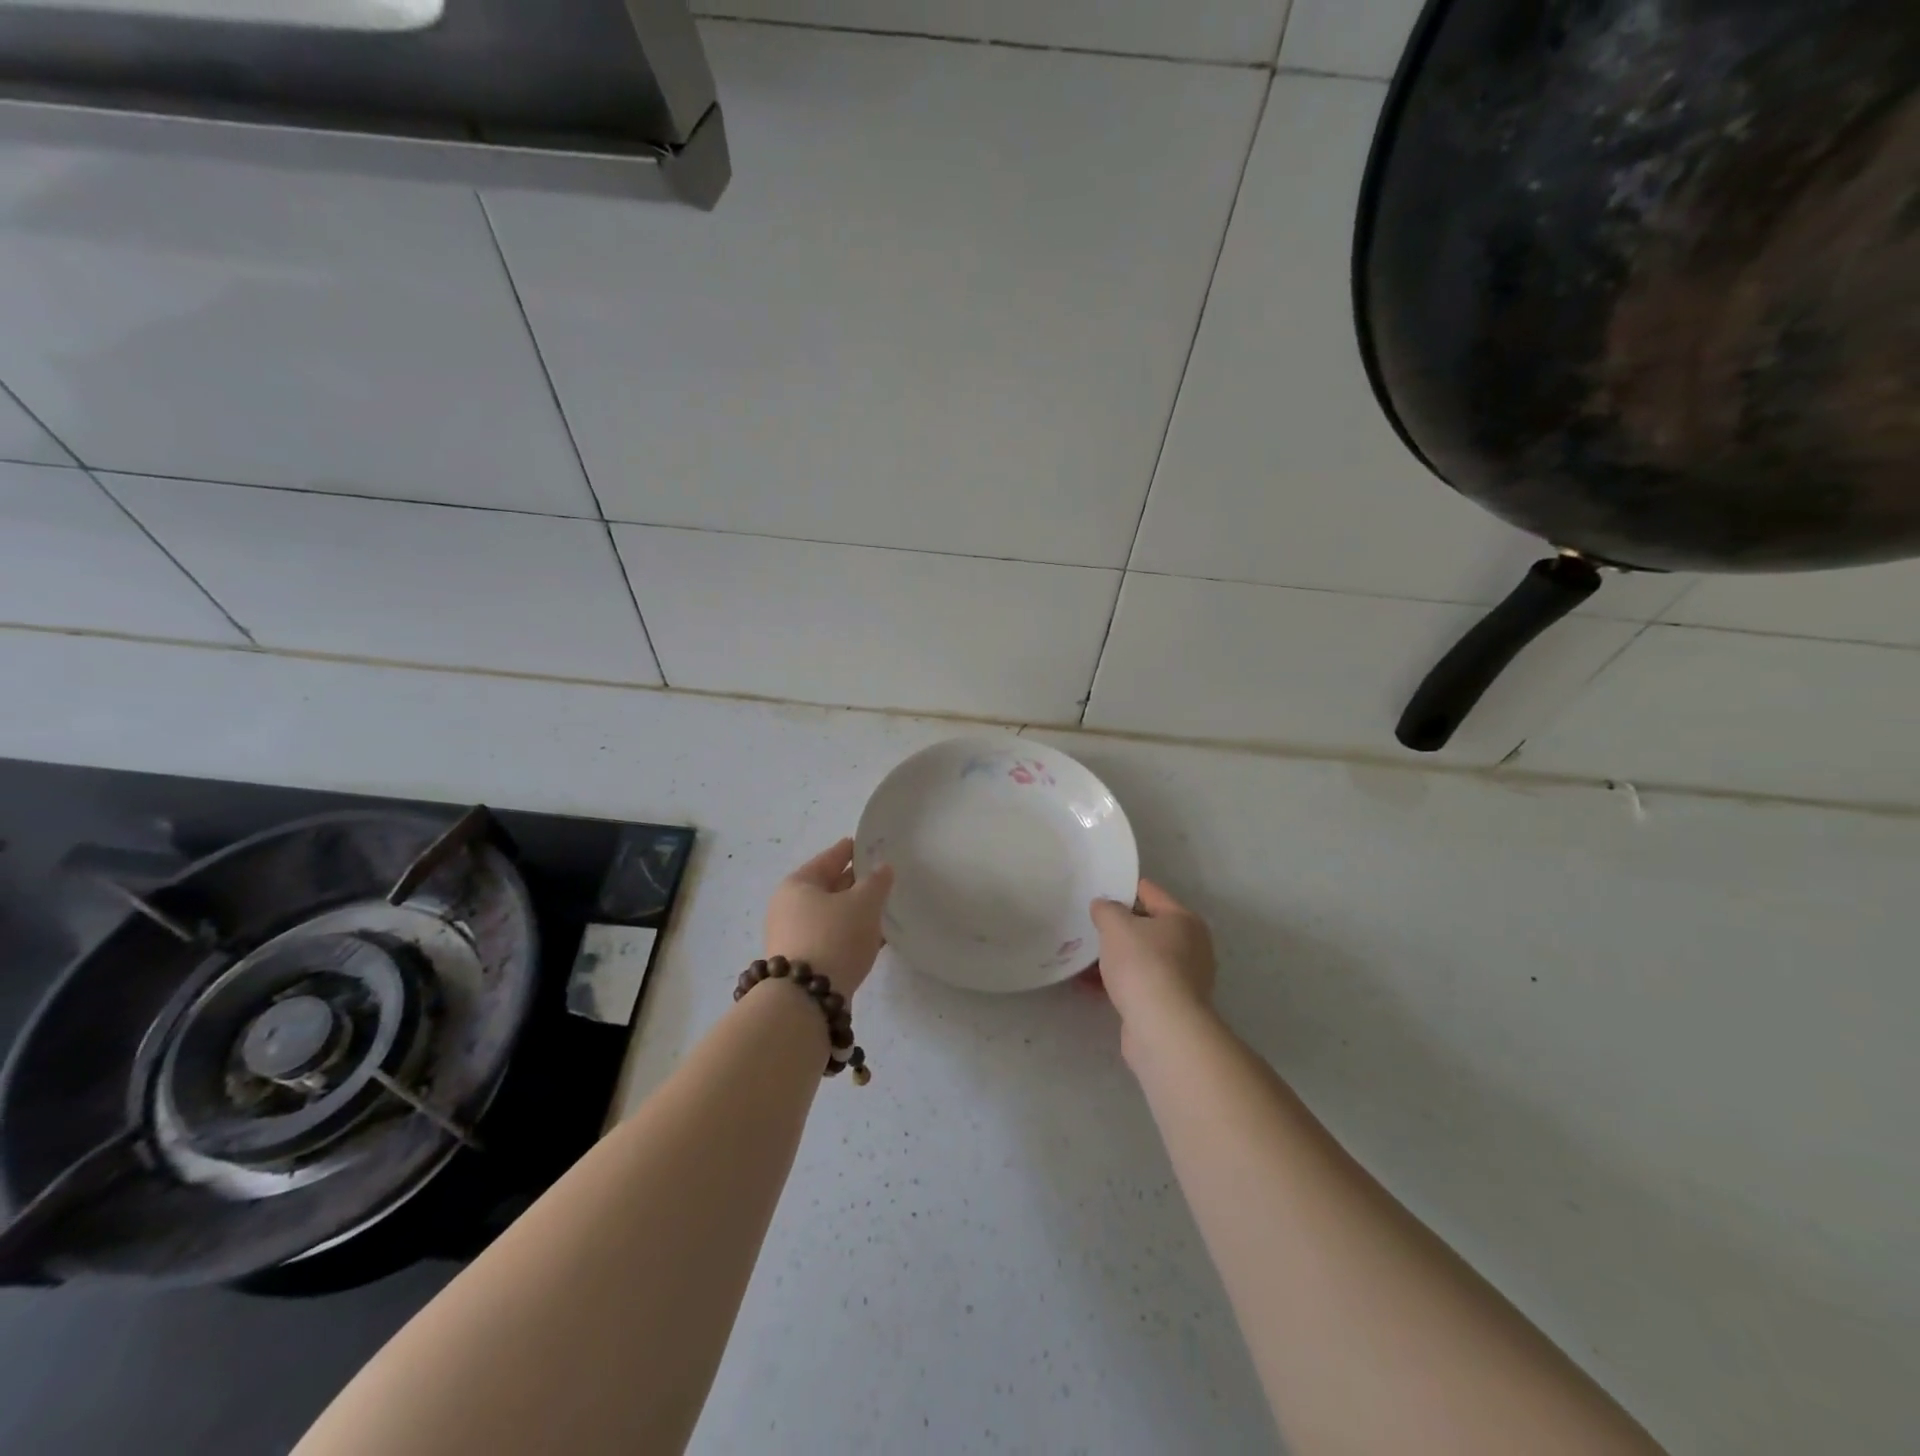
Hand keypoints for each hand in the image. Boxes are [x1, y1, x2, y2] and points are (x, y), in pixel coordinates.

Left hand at [764, 838, 894, 997]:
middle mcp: (788, 908)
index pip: (829, 858)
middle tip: (882, 877)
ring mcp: (793, 937)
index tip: (867, 844)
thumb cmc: (834, 937)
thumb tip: (882, 868)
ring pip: (831, 915)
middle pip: (828, 887)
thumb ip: (877, 882)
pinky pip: (832, 938)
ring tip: (883, 908)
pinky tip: (873, 938)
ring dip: (855, 912)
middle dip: (855, 883)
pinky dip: (850, 934)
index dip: (850, 850)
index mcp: (797, 884)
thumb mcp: (863, 904)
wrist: (806, 1000)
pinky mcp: (803, 963)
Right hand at [1090, 879, 1215, 1038]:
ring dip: (1115, 956)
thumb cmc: (1143, 965)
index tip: (1096, 891)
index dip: (1122, 889)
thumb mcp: (1116, 925)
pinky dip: (1118, 980)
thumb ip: (1106, 909)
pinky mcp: (1171, 1004)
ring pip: (1142, 957)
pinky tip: (1091, 983)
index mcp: (1184, 919)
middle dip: (1117, 927)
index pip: (1149, 892)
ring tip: (1083, 956)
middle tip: (1088, 925)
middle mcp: (1191, 946)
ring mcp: (1184, 978)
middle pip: (1147, 926)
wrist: (1162, 1028)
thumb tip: (1104, 906)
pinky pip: (1139, 982)